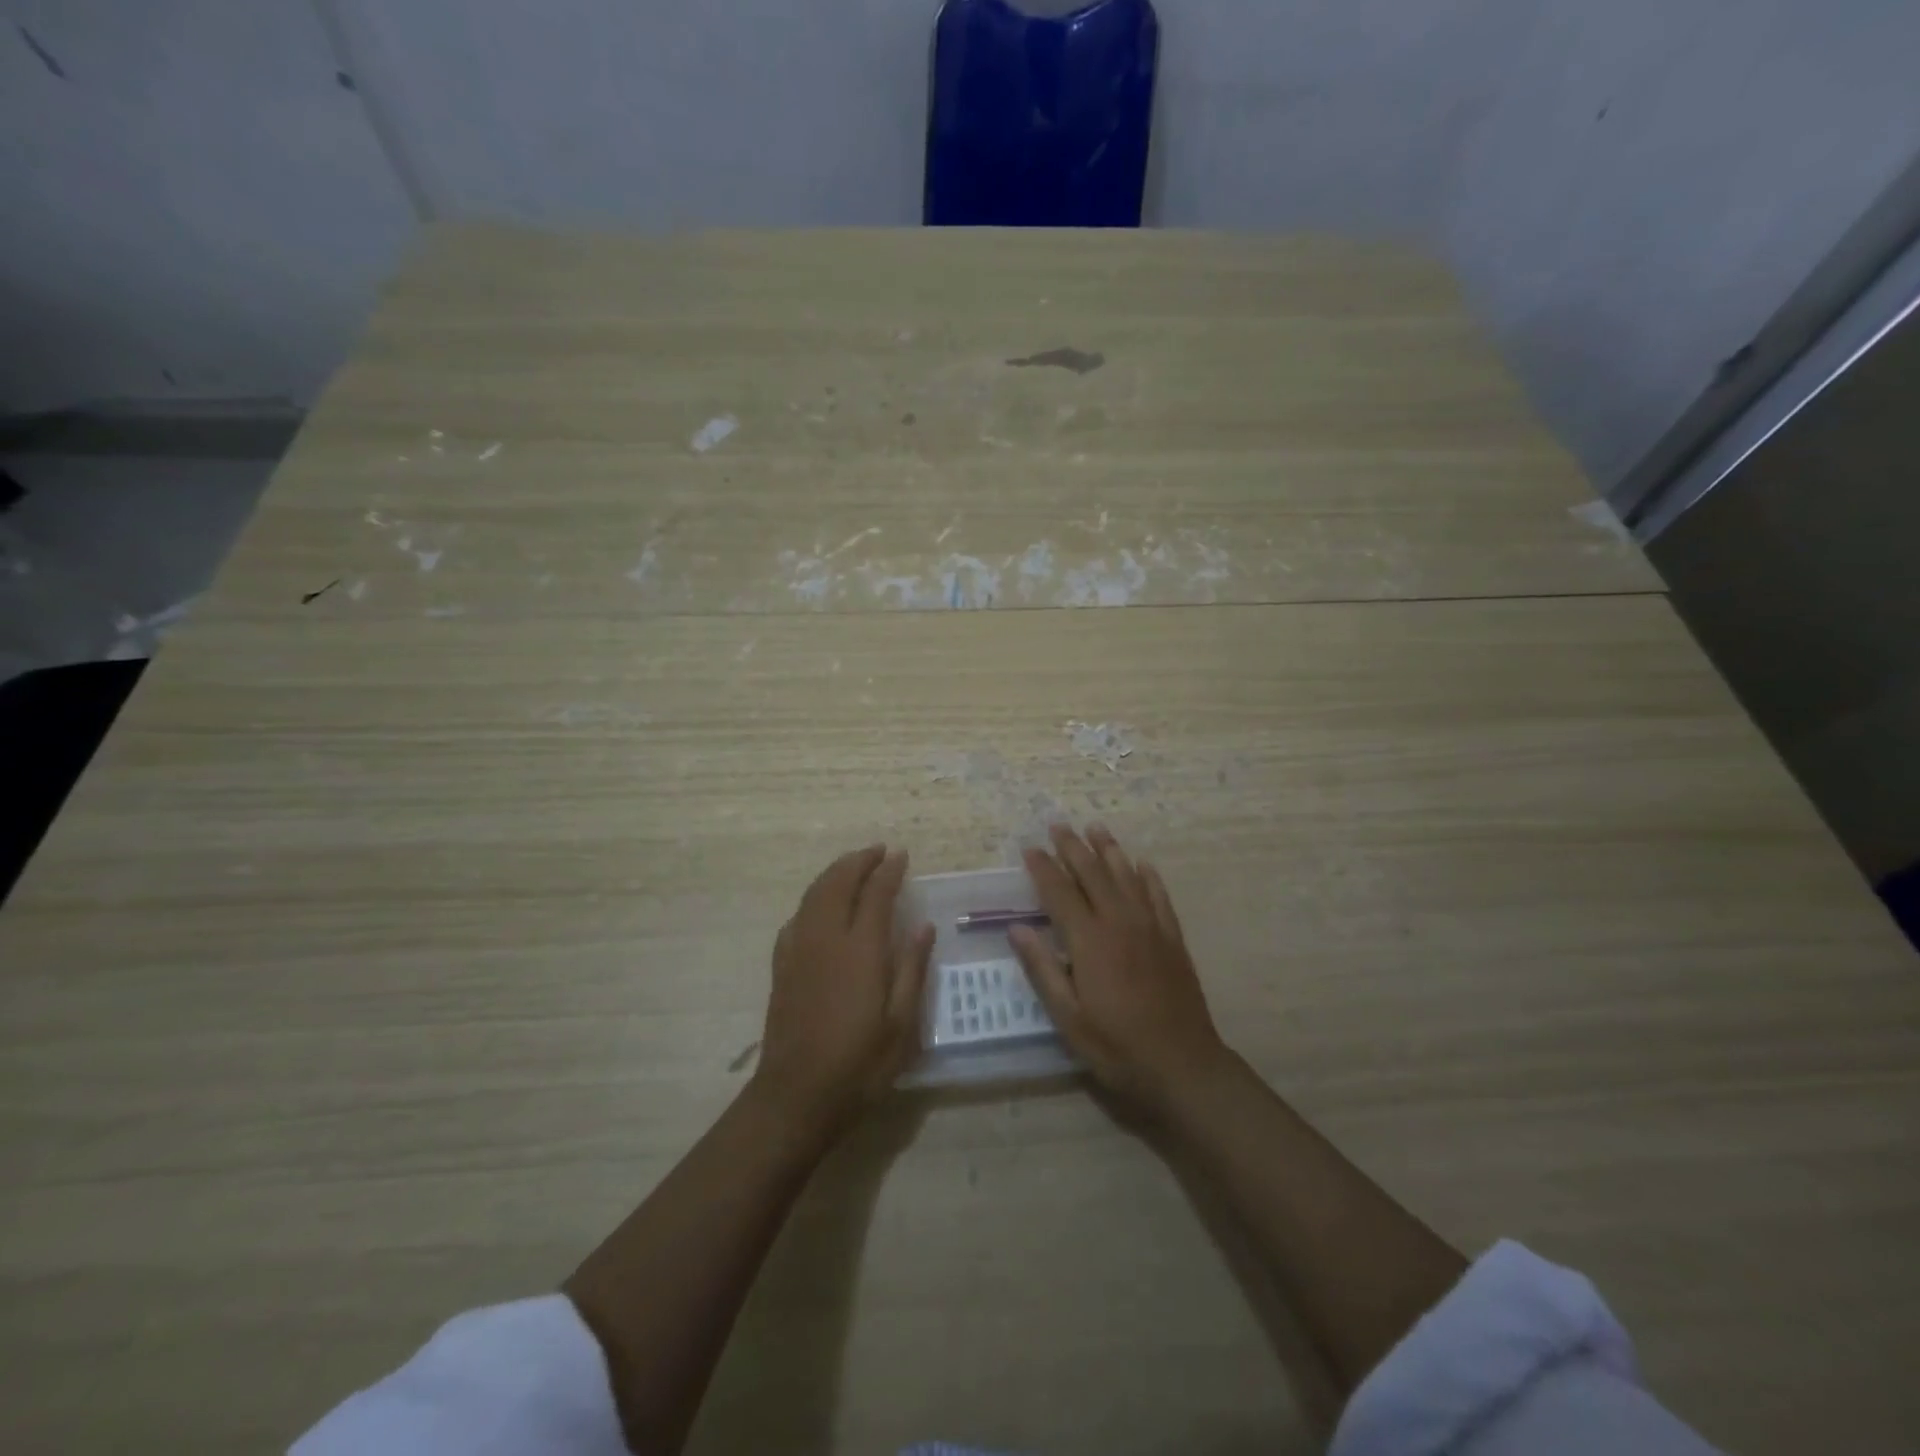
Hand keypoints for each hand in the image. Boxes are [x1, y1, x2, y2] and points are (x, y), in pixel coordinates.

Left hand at [753, 845, 933, 1132]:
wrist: (796, 1096)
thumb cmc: (860, 1063)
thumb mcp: (902, 1023)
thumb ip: (913, 968)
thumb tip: (923, 925)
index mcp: (860, 949)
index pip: (875, 893)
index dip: (889, 870)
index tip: (902, 856)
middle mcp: (826, 938)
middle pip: (838, 881)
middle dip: (859, 860)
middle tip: (878, 851)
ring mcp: (798, 949)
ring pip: (814, 893)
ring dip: (835, 873)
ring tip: (853, 866)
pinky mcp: (782, 965)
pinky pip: (797, 916)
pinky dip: (813, 899)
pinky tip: (821, 908)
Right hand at [1010, 825, 1227, 1117]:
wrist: (1183, 1064)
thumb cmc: (1117, 1046)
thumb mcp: (1068, 1017)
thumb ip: (1043, 969)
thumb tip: (1018, 929)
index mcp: (1089, 940)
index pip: (1059, 892)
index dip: (1043, 868)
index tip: (1030, 848)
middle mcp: (1119, 922)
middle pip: (1092, 873)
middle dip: (1072, 847)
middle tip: (1058, 824)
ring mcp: (1150, 927)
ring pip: (1126, 876)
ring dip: (1108, 850)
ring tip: (1095, 828)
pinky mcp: (1172, 938)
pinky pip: (1158, 895)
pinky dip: (1148, 876)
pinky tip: (1141, 863)